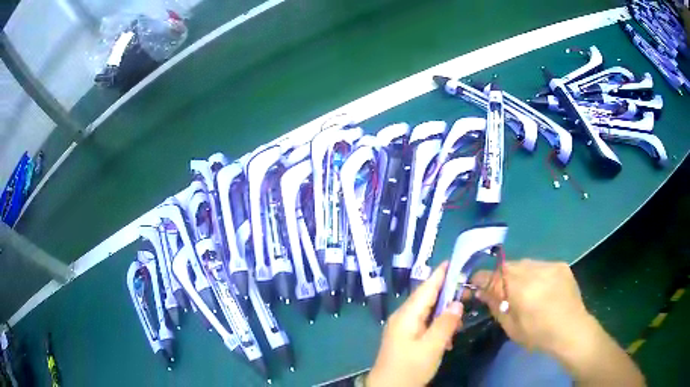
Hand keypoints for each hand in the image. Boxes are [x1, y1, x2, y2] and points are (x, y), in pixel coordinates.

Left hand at [367, 262, 462, 386]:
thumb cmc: (409, 367)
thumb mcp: (432, 347)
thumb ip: (446, 323)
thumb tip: (458, 302)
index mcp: (407, 315)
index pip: (426, 287)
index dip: (441, 273)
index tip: (456, 260)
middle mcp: (403, 316)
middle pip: (427, 297)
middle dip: (447, 290)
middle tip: (468, 286)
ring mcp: (403, 327)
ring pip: (427, 310)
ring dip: (444, 309)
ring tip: (462, 308)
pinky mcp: (405, 337)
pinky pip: (424, 323)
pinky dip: (438, 324)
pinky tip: (449, 333)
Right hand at [472, 259, 644, 385]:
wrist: (572, 330)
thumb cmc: (539, 336)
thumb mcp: (512, 327)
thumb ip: (496, 306)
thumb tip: (481, 292)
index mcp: (522, 290)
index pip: (493, 276)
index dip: (480, 279)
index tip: (473, 284)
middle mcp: (535, 272)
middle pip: (508, 266)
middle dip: (499, 276)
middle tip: (497, 289)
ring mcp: (550, 266)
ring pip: (524, 263)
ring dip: (516, 273)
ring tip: (519, 288)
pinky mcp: (560, 265)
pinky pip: (539, 264)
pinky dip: (533, 273)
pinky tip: (538, 287)